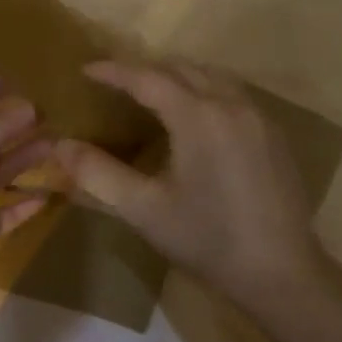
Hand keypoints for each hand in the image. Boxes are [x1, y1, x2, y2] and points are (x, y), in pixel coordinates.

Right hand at [54, 59, 327, 308]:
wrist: (282, 272)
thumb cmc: (208, 239)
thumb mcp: (144, 210)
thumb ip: (98, 173)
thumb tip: (59, 145)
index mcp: (198, 116)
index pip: (147, 78)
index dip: (114, 71)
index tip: (86, 69)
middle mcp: (231, 104)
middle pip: (181, 68)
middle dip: (145, 69)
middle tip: (114, 81)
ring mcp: (259, 117)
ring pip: (211, 76)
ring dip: (177, 76)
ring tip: (151, 93)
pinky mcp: (275, 134)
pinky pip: (232, 94)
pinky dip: (205, 90)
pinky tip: (195, 117)